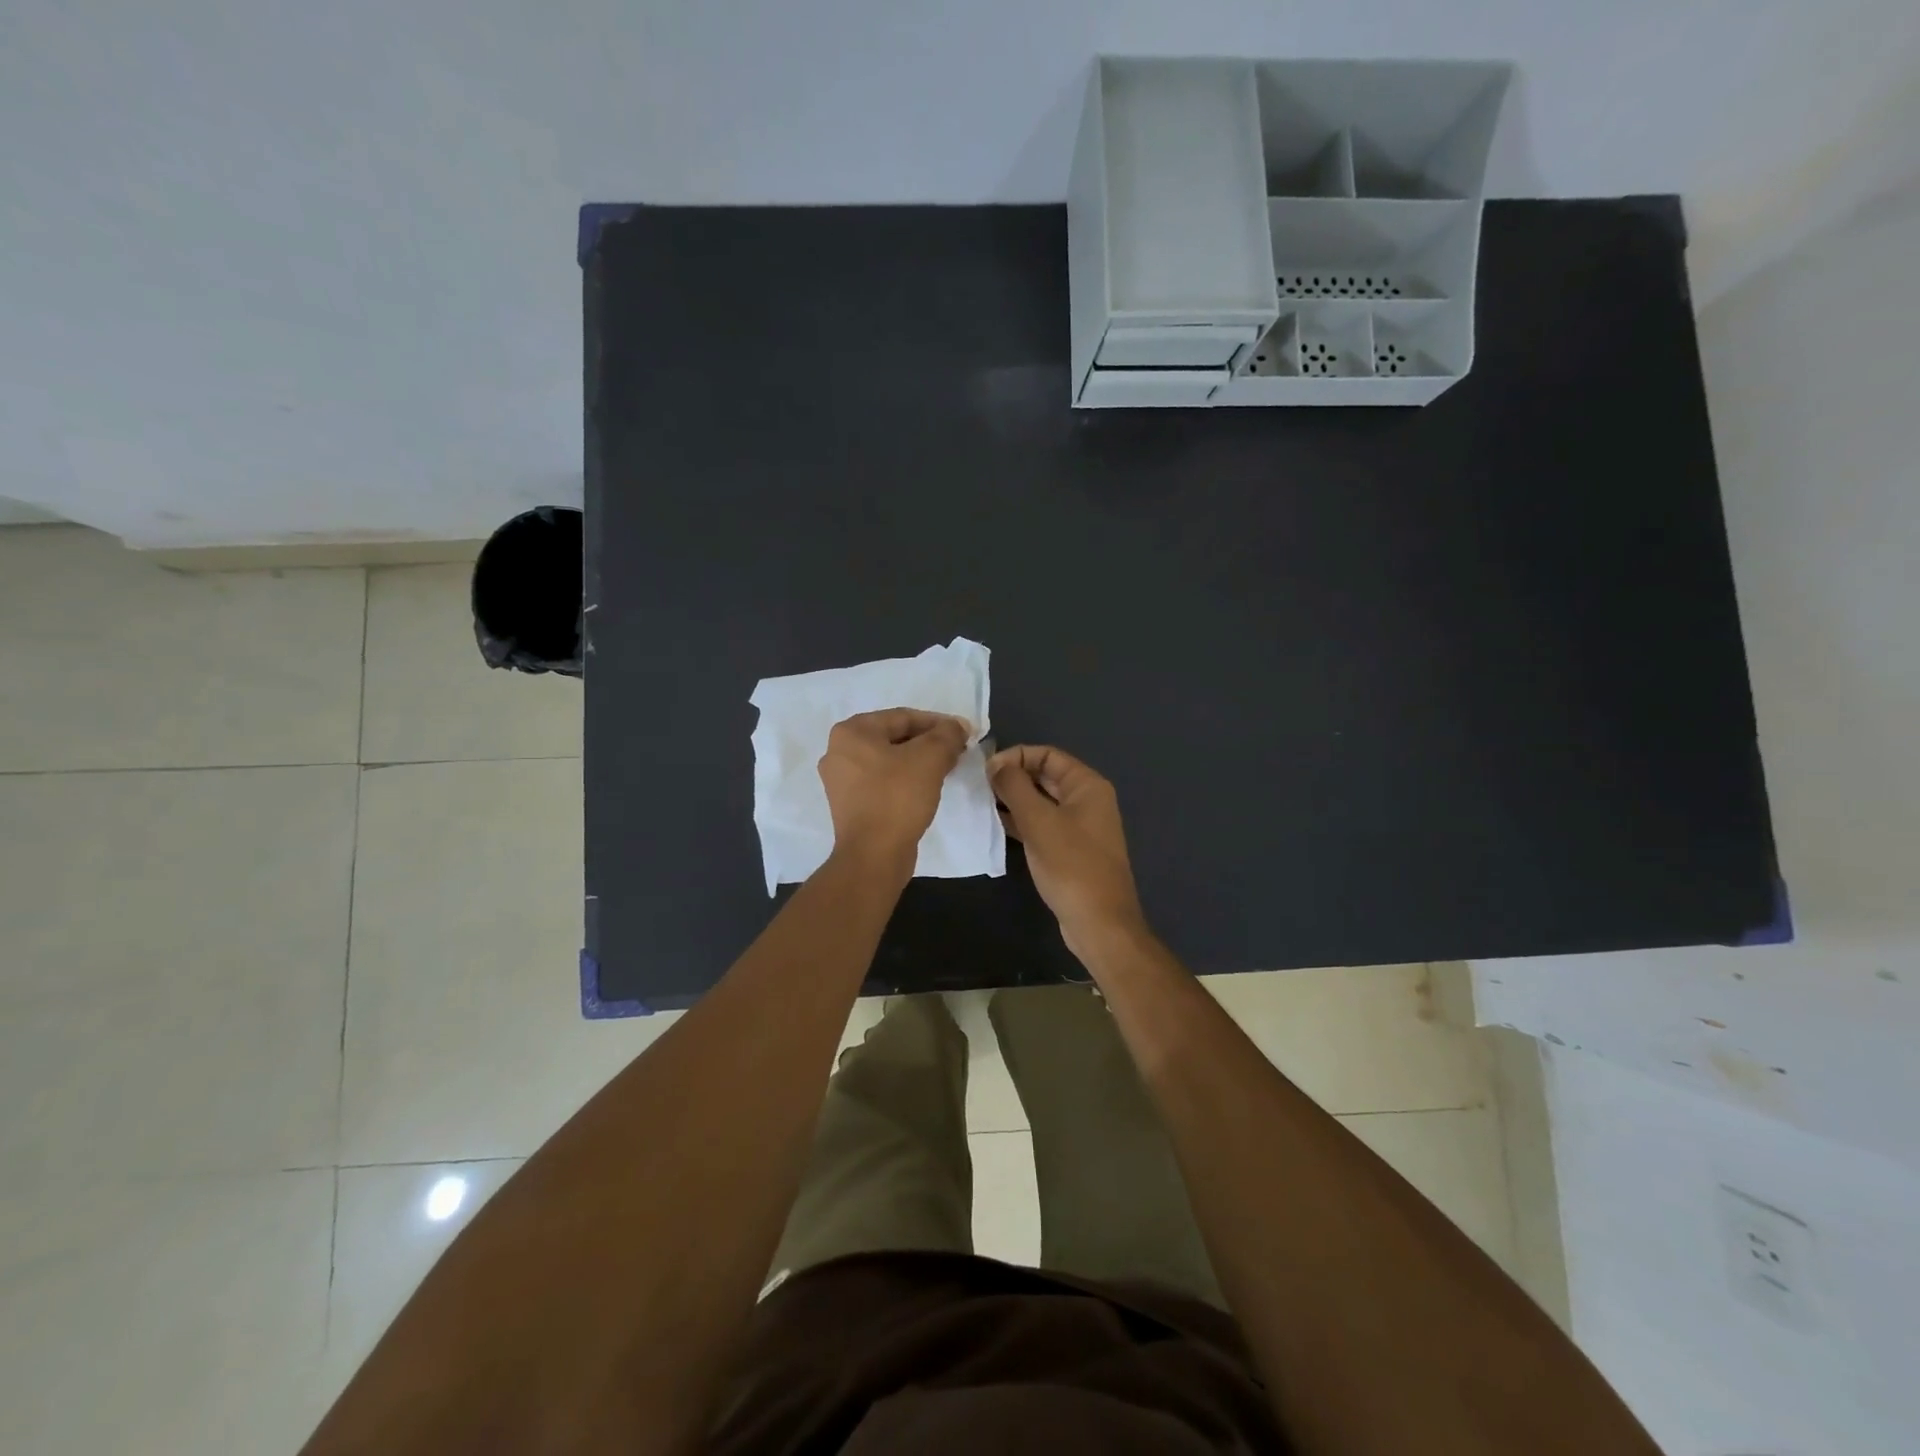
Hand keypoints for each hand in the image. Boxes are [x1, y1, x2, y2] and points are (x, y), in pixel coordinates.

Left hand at [818, 709, 968, 870]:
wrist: (874, 855)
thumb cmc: (897, 797)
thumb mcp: (930, 758)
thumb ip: (947, 735)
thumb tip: (958, 727)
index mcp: (851, 732)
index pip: (902, 717)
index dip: (938, 723)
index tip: (963, 733)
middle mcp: (838, 751)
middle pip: (894, 737)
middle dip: (928, 742)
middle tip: (957, 751)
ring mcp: (841, 780)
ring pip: (889, 760)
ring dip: (918, 761)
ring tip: (946, 768)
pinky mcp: (849, 804)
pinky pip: (882, 781)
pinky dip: (904, 779)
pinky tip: (926, 788)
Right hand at [988, 744, 1146, 957]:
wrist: (1099, 923)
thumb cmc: (1071, 866)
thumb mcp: (1039, 822)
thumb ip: (1015, 787)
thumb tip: (996, 765)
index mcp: (1087, 786)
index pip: (1048, 754)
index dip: (1016, 756)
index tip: (986, 770)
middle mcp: (1087, 800)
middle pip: (1045, 776)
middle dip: (1013, 777)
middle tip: (979, 786)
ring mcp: (1080, 827)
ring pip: (1042, 802)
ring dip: (1014, 800)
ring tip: (981, 803)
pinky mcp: (1070, 850)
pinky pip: (1042, 824)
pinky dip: (1021, 821)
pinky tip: (995, 825)